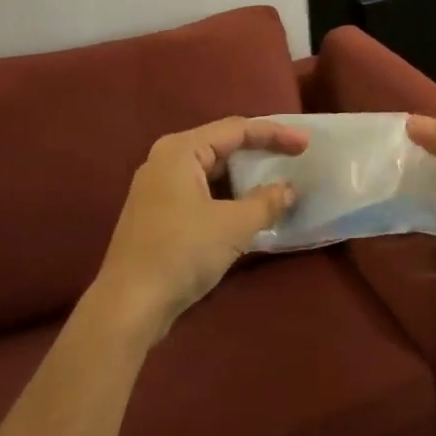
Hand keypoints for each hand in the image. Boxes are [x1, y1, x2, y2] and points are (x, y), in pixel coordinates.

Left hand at [92, 117, 308, 342]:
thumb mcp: (233, 226)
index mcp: (180, 150)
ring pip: (212, 172)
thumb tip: (288, 190)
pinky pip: (202, 192)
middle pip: (222, 146)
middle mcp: (166, 161)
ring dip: (244, 178)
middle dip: (260, 152)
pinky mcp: (158, 214)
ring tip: (278, 183)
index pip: (236, 130)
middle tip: (294, 158)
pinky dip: (228, 197)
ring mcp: (158, 188)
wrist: (129, 305)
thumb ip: (266, 202)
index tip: (305, 143)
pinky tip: (249, 209)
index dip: (274, 133)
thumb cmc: (182, 253)